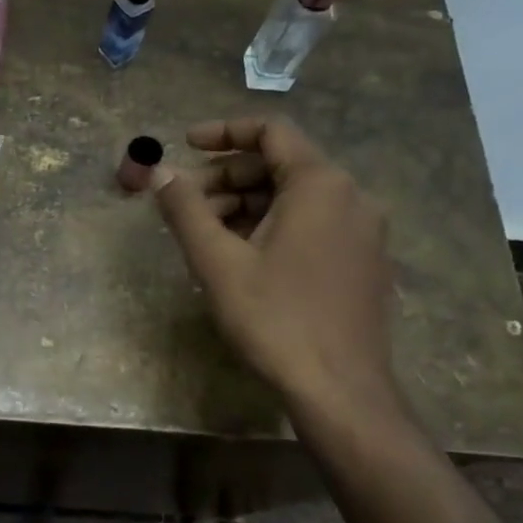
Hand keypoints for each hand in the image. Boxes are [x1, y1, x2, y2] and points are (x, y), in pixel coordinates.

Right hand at [152, 118, 397, 418]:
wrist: (341, 390)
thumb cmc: (275, 318)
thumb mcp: (217, 261)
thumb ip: (184, 209)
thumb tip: (158, 171)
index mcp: (321, 185)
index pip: (271, 132)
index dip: (223, 132)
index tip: (185, 145)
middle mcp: (352, 197)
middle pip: (281, 166)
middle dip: (227, 177)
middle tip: (184, 203)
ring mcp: (364, 232)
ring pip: (295, 199)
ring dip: (245, 205)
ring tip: (205, 236)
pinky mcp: (363, 263)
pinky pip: (313, 225)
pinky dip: (272, 226)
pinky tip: (242, 258)